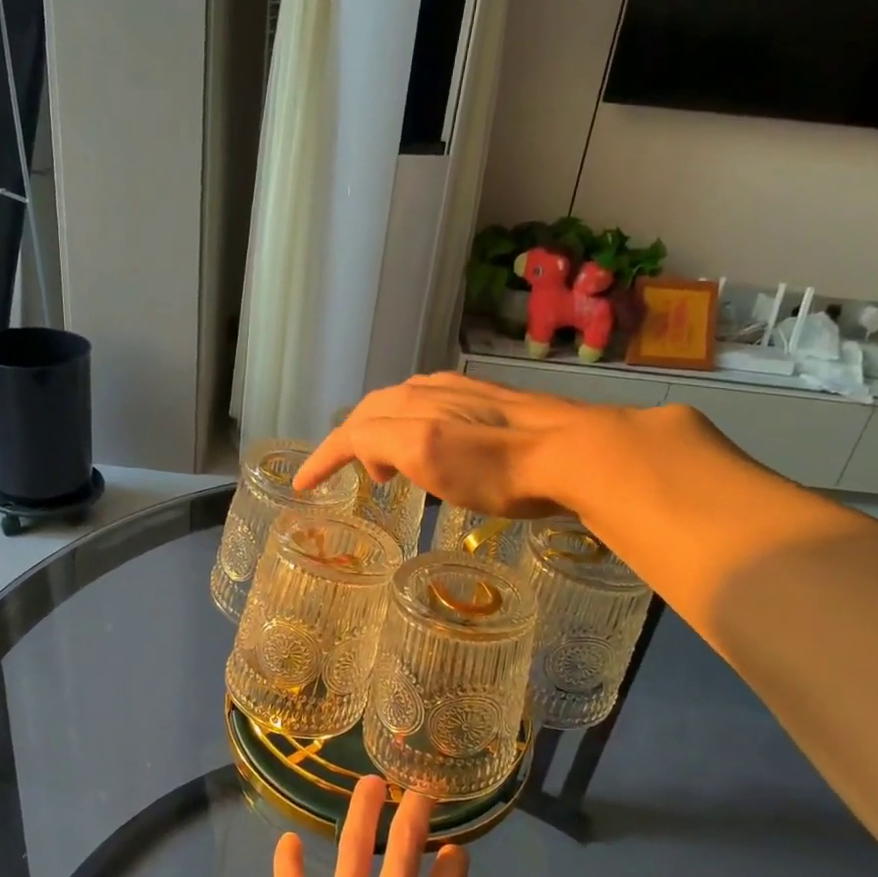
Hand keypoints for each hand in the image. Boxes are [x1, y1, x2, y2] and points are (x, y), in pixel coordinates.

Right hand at [293, 372, 598, 515]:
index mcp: (408, 407)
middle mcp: (428, 391)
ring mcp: (462, 392)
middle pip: (372, 411)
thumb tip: (370, 452)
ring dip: (383, 432)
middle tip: (361, 478)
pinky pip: (431, 406)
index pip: (350, 431)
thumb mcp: (428, 455)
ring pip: (402, 405)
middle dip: (354, 442)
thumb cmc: (498, 467)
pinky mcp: (490, 400)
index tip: (301, 485)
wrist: (576, 451)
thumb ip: (383, 443)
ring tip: (392, 464)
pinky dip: (414, 426)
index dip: (323, 457)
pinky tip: (433, 439)